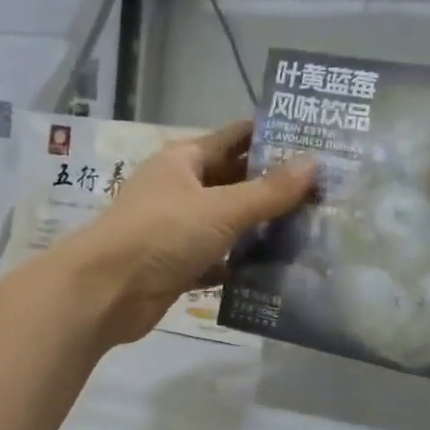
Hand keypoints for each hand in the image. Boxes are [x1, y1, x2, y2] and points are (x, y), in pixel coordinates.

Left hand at [62, 120, 315, 347]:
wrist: (106, 292)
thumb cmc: (162, 235)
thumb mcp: (221, 208)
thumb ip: (269, 191)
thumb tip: (315, 164)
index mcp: (184, 160)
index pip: (234, 138)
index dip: (271, 137)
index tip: (314, 141)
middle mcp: (180, 189)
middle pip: (234, 181)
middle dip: (273, 186)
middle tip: (324, 191)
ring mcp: (177, 228)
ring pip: (228, 223)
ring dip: (261, 228)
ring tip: (311, 229)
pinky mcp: (178, 265)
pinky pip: (218, 258)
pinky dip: (242, 262)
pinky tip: (278, 268)